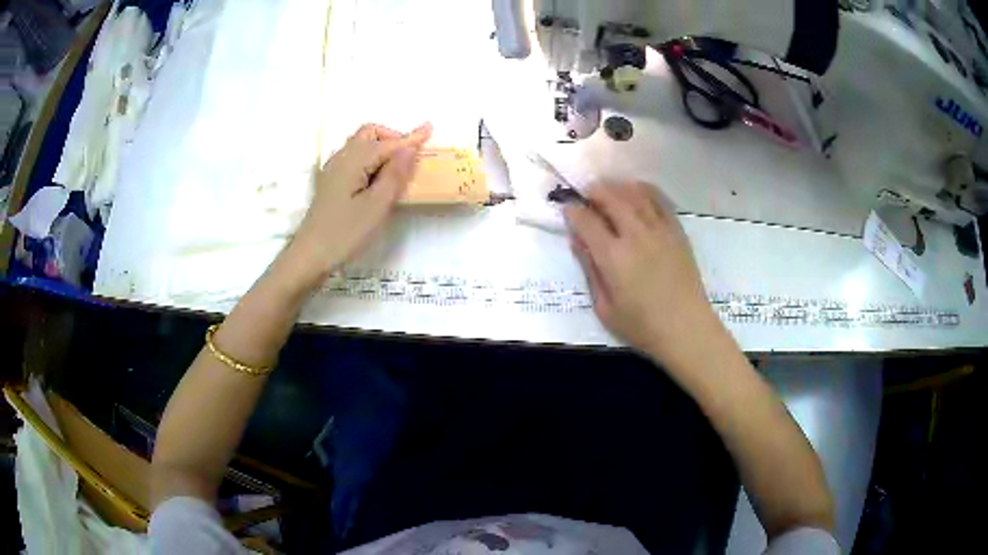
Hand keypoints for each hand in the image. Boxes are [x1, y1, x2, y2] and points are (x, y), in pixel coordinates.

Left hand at [288, 122, 431, 281]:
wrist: (310, 256)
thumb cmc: (345, 233)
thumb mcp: (376, 206)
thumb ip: (395, 174)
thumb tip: (409, 148)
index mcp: (353, 161)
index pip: (387, 143)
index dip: (410, 137)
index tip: (430, 128)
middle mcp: (341, 158)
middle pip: (369, 134)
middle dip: (392, 138)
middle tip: (410, 158)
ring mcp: (334, 170)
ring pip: (361, 145)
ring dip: (382, 148)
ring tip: (398, 170)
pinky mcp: (332, 182)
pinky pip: (355, 158)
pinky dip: (372, 159)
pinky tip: (379, 179)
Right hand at [563, 182, 722, 364]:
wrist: (686, 328)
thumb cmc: (641, 326)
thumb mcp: (605, 308)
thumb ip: (590, 271)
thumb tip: (577, 242)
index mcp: (613, 257)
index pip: (587, 221)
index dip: (573, 212)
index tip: (567, 209)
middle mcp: (636, 235)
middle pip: (611, 198)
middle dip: (594, 192)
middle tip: (586, 195)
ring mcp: (659, 230)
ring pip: (635, 194)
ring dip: (617, 187)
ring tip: (608, 190)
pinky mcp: (676, 231)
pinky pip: (659, 200)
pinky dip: (645, 190)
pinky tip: (637, 192)